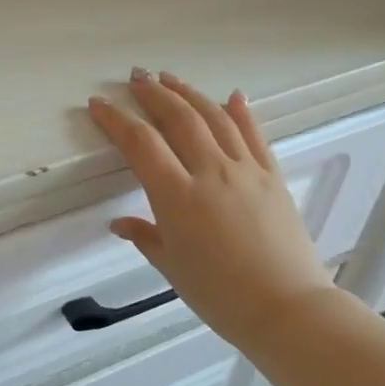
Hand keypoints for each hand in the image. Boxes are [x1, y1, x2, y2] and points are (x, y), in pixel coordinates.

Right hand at [87, 70, 338, 346]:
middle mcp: (210, 171)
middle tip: (136, 77)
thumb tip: (119, 222)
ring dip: (189, 93)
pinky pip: (254, 135)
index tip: (98, 104)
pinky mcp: (272, 176)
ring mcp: (246, 170)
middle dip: (153, 93)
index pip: (140, 143)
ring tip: (170, 78)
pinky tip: (233, 96)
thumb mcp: (172, 266)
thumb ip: (144, 236)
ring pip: (214, 117)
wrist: (286, 308)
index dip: (116, 120)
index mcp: (177, 195)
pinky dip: (241, 112)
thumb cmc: (219, 294)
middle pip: (178, 118)